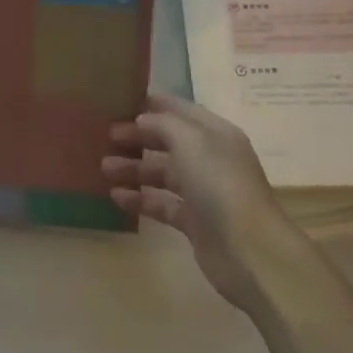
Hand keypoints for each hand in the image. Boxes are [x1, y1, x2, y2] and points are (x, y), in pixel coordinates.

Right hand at [103, 94, 296, 309]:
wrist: (249, 250)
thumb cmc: (219, 184)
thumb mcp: (190, 140)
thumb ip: (163, 123)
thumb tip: (142, 120)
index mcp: (215, 134)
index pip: (181, 111)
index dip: (153, 105)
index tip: (119, 102)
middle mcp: (210, 159)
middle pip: (168, 141)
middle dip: (137, 137)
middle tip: (105, 137)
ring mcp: (203, 192)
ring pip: (162, 173)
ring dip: (133, 168)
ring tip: (104, 168)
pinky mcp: (194, 222)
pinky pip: (161, 204)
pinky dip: (139, 198)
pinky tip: (116, 196)